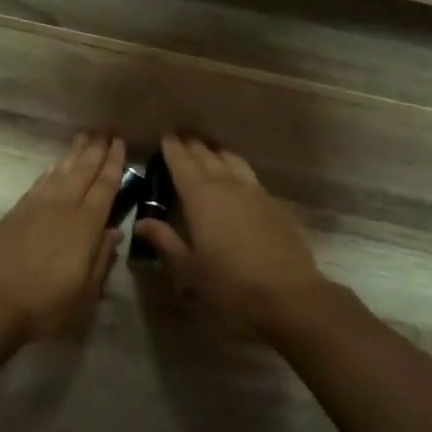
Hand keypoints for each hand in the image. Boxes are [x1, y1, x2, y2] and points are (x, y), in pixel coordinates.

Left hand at [0, 134, 123, 340]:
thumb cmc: (46, 304)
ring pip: (60, 172)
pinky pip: (39, 183)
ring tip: (84, 137)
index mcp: (86, 226)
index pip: (105, 186)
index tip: (120, 143)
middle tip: (106, 129)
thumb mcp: (86, 292)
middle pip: (83, 171)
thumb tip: (114, 232)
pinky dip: (50, 171)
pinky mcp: (15, 213)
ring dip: (74, 154)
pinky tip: (55, 165)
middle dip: (96, 149)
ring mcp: (36, 207)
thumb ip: (102, 258)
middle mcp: (63, 208)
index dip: (114, 163)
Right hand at [131, 136, 332, 337]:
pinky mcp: (275, 204)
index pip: (183, 163)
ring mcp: (255, 192)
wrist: (288, 294)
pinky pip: (250, 176)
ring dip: (217, 152)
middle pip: (207, 156)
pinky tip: (237, 179)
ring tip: (209, 149)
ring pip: (233, 160)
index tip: (165, 137)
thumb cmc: (230, 284)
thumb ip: (165, 241)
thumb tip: (142, 223)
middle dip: (193, 145)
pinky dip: (237, 169)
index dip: (173, 149)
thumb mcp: (188, 269)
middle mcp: (228, 186)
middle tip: (182, 138)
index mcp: (201, 198)